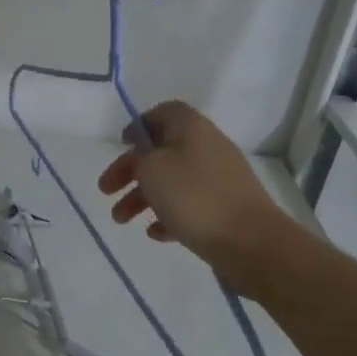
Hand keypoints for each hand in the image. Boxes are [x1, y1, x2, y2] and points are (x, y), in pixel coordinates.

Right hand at [96, 100, 299, 294]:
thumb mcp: (152, 169)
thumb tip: (143, 155)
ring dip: (142, 198)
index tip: (121, 144)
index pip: (164, 113)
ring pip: (172, 182)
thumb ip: (139, 156)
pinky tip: (154, 233)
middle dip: (130, 170)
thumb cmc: (195, 197)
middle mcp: (207, 149)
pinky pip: (189, 206)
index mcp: (192, 129)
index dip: (140, 125)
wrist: (251, 242)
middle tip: (105, 191)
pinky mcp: (224, 210)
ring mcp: (219, 181)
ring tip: (121, 220)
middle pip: (162, 151)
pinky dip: (168, 216)